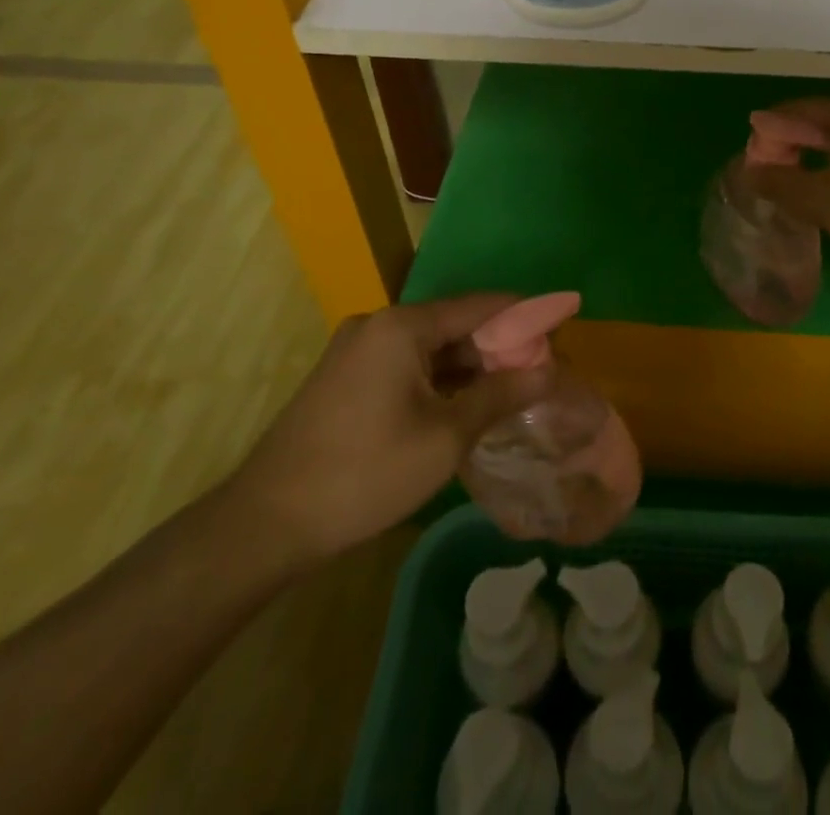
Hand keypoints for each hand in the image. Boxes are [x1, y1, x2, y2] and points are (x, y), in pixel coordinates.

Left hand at [220, 295, 552, 569]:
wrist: (266, 523)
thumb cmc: (365, 473)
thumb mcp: (445, 437)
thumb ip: (499, 396)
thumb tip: (548, 371)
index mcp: (402, 326)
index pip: (479, 306)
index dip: (524, 314)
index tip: (562, 324)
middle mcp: (378, 325)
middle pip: (454, 325)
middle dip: (498, 346)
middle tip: (541, 370)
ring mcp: (357, 351)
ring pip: (430, 348)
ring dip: (469, 367)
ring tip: (512, 389)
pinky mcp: (346, 377)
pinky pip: (406, 365)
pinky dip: (439, 379)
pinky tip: (464, 404)